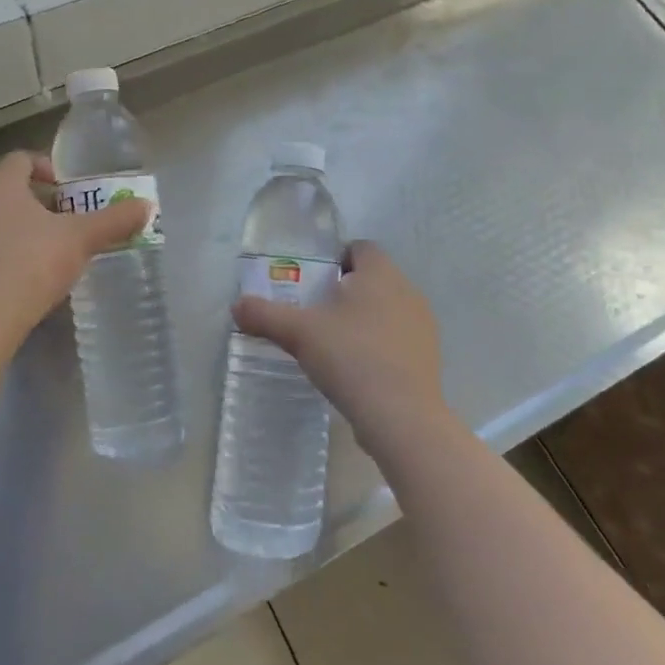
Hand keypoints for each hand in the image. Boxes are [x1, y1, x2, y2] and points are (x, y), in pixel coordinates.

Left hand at [0, 151, 152, 343]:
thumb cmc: (31, 265)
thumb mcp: (81, 239)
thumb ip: (114, 220)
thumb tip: (146, 206)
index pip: (20, 159)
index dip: (47, 166)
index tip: (70, 188)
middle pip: (10, 190)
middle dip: (43, 202)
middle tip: (72, 219)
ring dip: (27, 228)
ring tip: (57, 249)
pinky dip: (12, 253)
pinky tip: (34, 276)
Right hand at [232, 241, 451, 454]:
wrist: (401, 416)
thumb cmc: (350, 357)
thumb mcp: (298, 333)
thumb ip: (265, 315)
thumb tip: (236, 305)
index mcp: (380, 273)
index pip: (360, 248)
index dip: (335, 258)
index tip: (312, 282)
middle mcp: (407, 290)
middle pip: (372, 279)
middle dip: (344, 291)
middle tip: (314, 314)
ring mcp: (422, 324)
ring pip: (386, 309)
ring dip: (362, 319)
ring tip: (334, 345)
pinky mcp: (428, 356)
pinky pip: (397, 338)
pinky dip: (378, 345)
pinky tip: (357, 370)